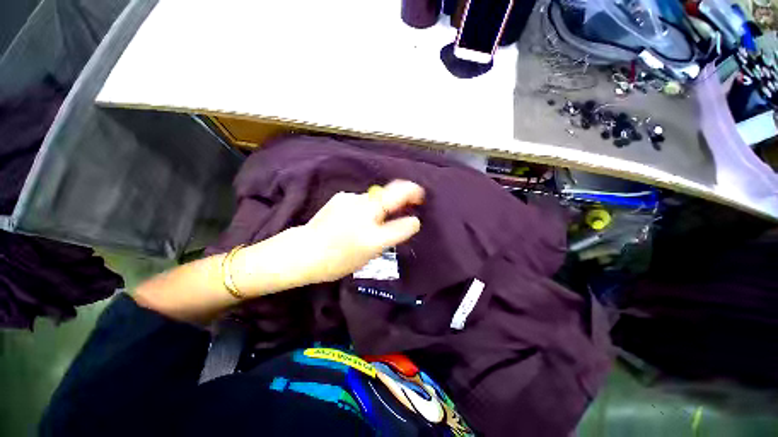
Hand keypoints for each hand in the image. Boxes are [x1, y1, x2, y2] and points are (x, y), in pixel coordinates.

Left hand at [295, 180, 423, 283]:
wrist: (303, 251)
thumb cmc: (337, 261)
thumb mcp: (369, 254)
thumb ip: (389, 236)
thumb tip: (405, 222)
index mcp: (373, 237)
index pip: (403, 225)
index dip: (413, 221)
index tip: (416, 217)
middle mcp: (365, 214)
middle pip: (395, 192)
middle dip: (410, 191)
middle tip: (416, 196)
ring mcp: (353, 200)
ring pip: (377, 197)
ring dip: (384, 203)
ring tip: (377, 216)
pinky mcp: (343, 196)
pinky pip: (363, 200)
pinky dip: (367, 205)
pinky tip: (356, 216)